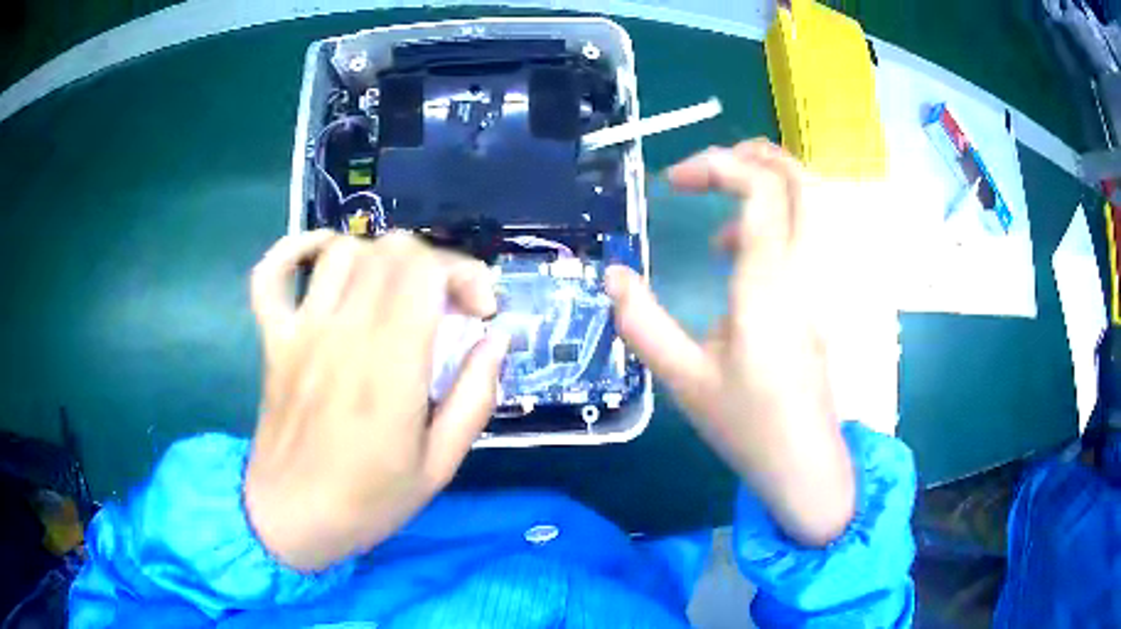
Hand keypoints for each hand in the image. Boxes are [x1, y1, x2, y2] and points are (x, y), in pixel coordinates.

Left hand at [244, 231, 508, 570]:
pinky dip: (295, 250)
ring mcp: (299, 332)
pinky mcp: (272, 339)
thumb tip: (496, 340)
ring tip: (395, 292)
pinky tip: (322, 259)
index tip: (480, 312)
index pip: (426, 272)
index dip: (464, 274)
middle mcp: (342, 335)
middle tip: (446, 304)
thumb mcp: (440, 466)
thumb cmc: (369, 501)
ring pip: (341, 250)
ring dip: (379, 259)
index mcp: (389, 369)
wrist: (291, 518)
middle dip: (433, 264)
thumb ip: (475, 397)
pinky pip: (271, 274)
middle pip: (390, 250)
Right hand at [606, 141, 854, 545]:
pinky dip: (776, 217)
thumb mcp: (683, 379)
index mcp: (770, 284)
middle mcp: (806, 271)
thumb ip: (642, 322)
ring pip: (814, 200)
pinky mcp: (825, 297)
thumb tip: (613, 275)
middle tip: (708, 167)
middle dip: (754, 156)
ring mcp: (823, 283)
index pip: (762, 189)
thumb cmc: (747, 426)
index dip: (718, 165)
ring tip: (720, 197)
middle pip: (801, 179)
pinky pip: (810, 231)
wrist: (805, 465)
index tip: (673, 183)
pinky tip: (736, 251)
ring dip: (768, 182)